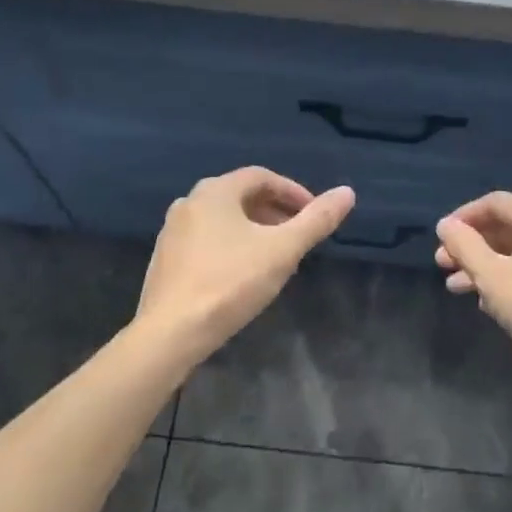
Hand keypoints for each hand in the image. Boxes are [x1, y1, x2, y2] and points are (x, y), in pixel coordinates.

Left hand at [135, 167, 354, 366]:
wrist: (169, 335)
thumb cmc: (230, 283)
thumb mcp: (282, 251)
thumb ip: (316, 220)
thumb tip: (347, 192)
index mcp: (216, 191)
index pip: (262, 177)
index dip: (293, 192)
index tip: (313, 215)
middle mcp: (190, 202)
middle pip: (241, 196)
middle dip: (274, 212)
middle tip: (297, 236)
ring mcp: (172, 232)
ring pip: (223, 220)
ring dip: (253, 230)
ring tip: (275, 257)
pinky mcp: (164, 260)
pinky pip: (205, 241)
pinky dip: (230, 246)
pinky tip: (242, 275)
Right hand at [435, 191, 511, 376]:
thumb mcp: (493, 276)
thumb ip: (465, 247)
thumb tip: (446, 224)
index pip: (492, 202)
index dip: (463, 217)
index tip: (441, 238)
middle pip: (503, 227)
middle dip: (470, 246)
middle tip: (442, 265)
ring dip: (484, 266)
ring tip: (456, 289)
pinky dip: (506, 279)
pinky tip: (489, 304)